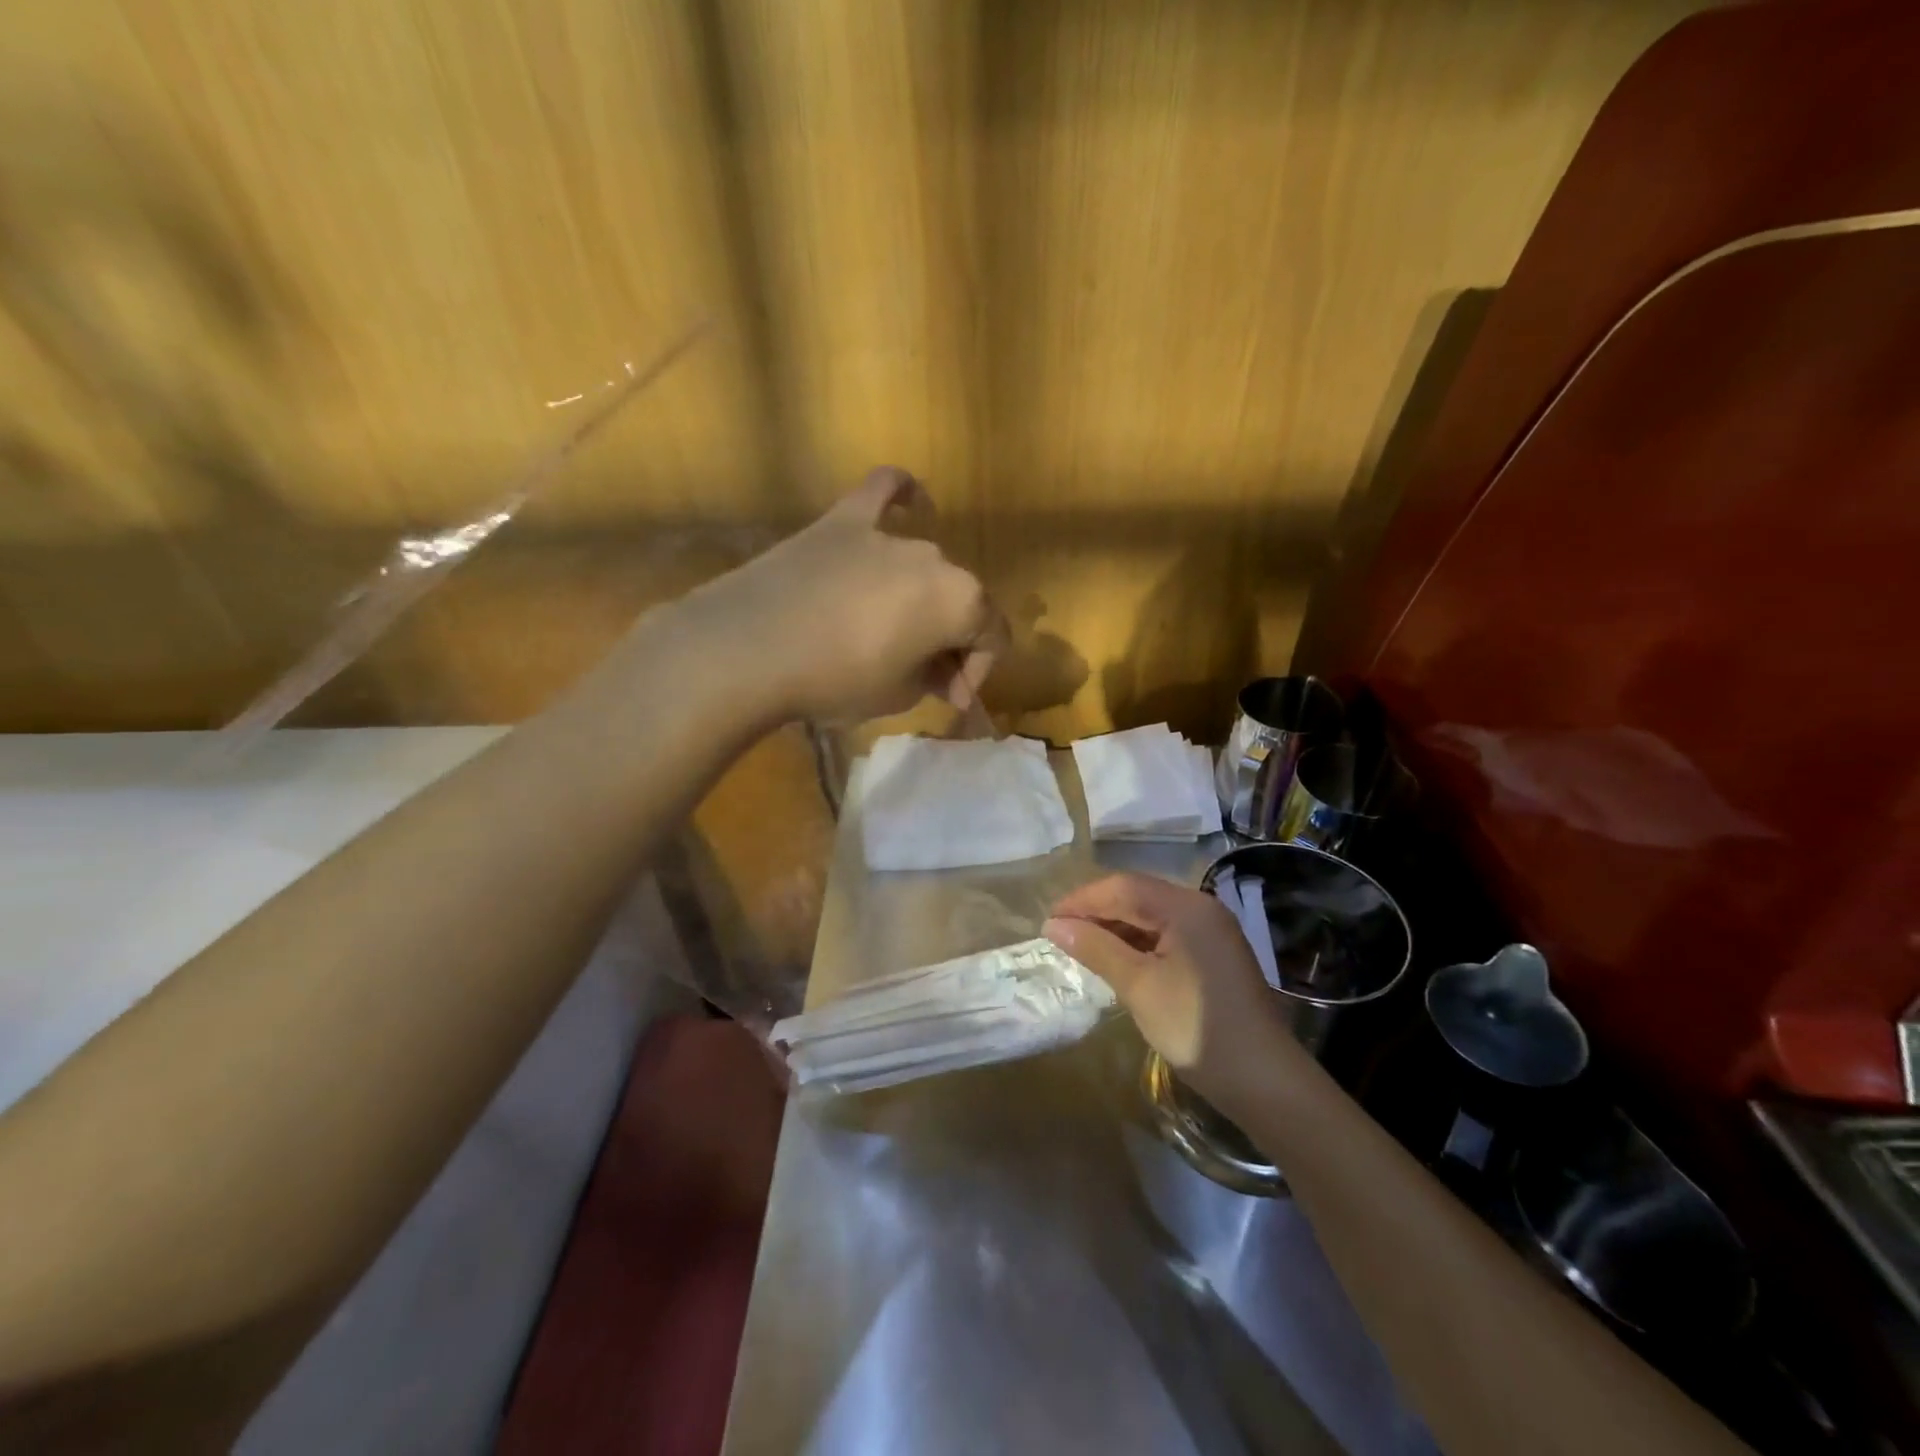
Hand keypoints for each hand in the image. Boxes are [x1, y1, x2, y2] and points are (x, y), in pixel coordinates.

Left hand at [698, 467, 1004, 723]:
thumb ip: (933, 679)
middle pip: (960, 600)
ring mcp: (888, 534)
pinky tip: (911, 501)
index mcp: (962, 600)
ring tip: (893, 629)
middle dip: (949, 640)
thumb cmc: (835, 680)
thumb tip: (941, 673)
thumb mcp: (897, 696)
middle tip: (921, 675)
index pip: (992, 636)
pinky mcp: (843, 521)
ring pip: (925, 565)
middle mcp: (935, 558)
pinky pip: (884, 492)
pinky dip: (902, 496)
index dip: (977, 672)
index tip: (949, 697)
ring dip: (921, 598)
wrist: (749, 648)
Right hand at [1043, 873, 1303, 1109]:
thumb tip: (1054, 925)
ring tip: (1083, 946)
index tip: (1048, 921)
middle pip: (1138, 895)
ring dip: (1117, 926)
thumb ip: (1096, 948)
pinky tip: (1119, 959)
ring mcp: (1212, 930)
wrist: (1263, 1079)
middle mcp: (1202, 908)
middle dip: (1097, 910)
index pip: (1123, 887)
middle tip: (1062, 933)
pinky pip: (1168, 933)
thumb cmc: (1195, 1027)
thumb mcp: (1138, 986)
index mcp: (1186, 907)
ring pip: (1153, 914)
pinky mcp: (1215, 952)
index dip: (1082, 900)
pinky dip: (1139, 941)